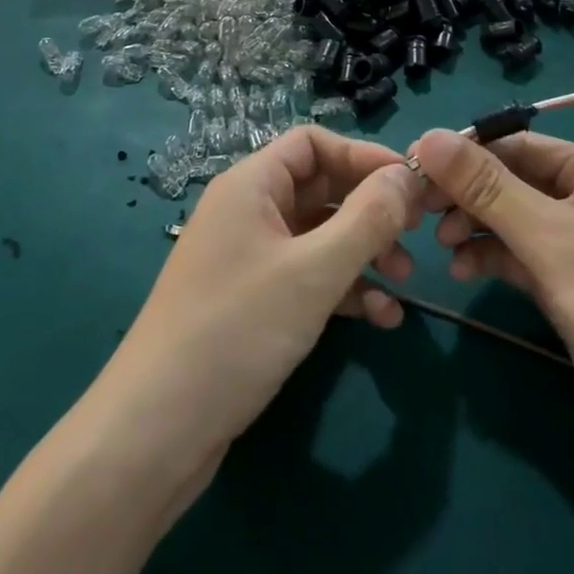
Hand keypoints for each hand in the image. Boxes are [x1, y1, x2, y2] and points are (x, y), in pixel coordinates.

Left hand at [98, 127, 422, 480]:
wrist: (157, 431)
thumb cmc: (237, 330)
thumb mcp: (314, 271)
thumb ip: (367, 218)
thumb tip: (406, 174)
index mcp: (251, 185)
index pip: (313, 143)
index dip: (363, 156)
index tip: (410, 183)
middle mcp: (248, 212)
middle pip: (320, 189)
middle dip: (370, 209)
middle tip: (417, 234)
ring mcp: (248, 259)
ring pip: (318, 237)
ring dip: (364, 253)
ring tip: (405, 282)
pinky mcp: (252, 303)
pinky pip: (307, 278)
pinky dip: (343, 290)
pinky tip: (380, 318)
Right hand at [412, 129, 573, 499]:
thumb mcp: (549, 239)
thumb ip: (486, 187)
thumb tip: (428, 136)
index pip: (517, 145)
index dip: (464, 154)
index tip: (411, 167)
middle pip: (513, 181)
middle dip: (467, 196)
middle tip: (419, 212)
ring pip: (515, 220)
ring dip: (476, 228)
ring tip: (441, 246)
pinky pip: (525, 256)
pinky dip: (494, 259)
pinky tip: (464, 271)